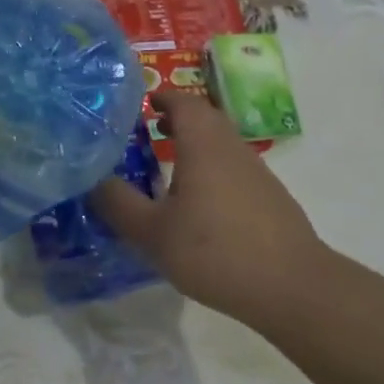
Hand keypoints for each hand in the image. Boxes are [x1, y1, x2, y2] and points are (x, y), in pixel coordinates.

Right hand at [92, 88, 331, 326]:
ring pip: (221, 144)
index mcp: (204, 145)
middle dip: (176, 119)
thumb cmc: (215, 251)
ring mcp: (257, 173)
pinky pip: (233, 169)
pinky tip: (198, 204)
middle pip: (205, 119)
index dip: (162, 97)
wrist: (292, 286)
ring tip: (167, 167)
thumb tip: (92, 179)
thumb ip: (118, 204)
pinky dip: (211, 169)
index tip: (141, 104)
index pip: (184, 102)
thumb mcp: (152, 233)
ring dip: (194, 145)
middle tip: (147, 132)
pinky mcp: (270, 198)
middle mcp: (232, 149)